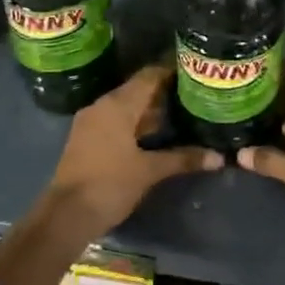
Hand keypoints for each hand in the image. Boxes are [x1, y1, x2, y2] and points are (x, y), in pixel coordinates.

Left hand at [45, 66, 221, 239]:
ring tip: (180, 110)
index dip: (170, 71)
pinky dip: (135, 122)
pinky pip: (115, 120)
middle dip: (163, 91)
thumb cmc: (110, 185)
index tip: (193, 70)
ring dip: (149, 109)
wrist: (67, 215)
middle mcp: (102, 106)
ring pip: (125, 106)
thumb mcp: (150, 171)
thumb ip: (183, 159)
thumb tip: (218, 157)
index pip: (148, 77)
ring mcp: (91, 122)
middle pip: (136, 90)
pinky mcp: (86, 138)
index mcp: (117, 105)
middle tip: (192, 92)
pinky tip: (155, 133)